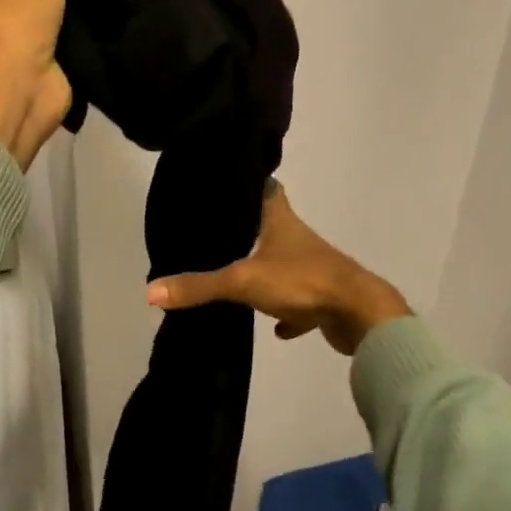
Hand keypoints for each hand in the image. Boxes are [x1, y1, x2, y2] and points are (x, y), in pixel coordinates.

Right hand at [145, 185, 410, 354]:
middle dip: (250, 230)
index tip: (227, 184)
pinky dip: (287, 313)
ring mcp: (313, 268)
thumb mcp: (243, 281)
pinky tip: (274, 327)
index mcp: (281, 220)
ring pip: (285, 264)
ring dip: (267, 271)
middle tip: (219, 234)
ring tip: (237, 278)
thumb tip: (150, 291)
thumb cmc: (302, 280)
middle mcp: (297, 238)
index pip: (267, 188)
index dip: (249, 183)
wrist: (359, 315)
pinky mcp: (323, 297)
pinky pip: (300, 302)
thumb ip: (199, 286)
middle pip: (272, 225)